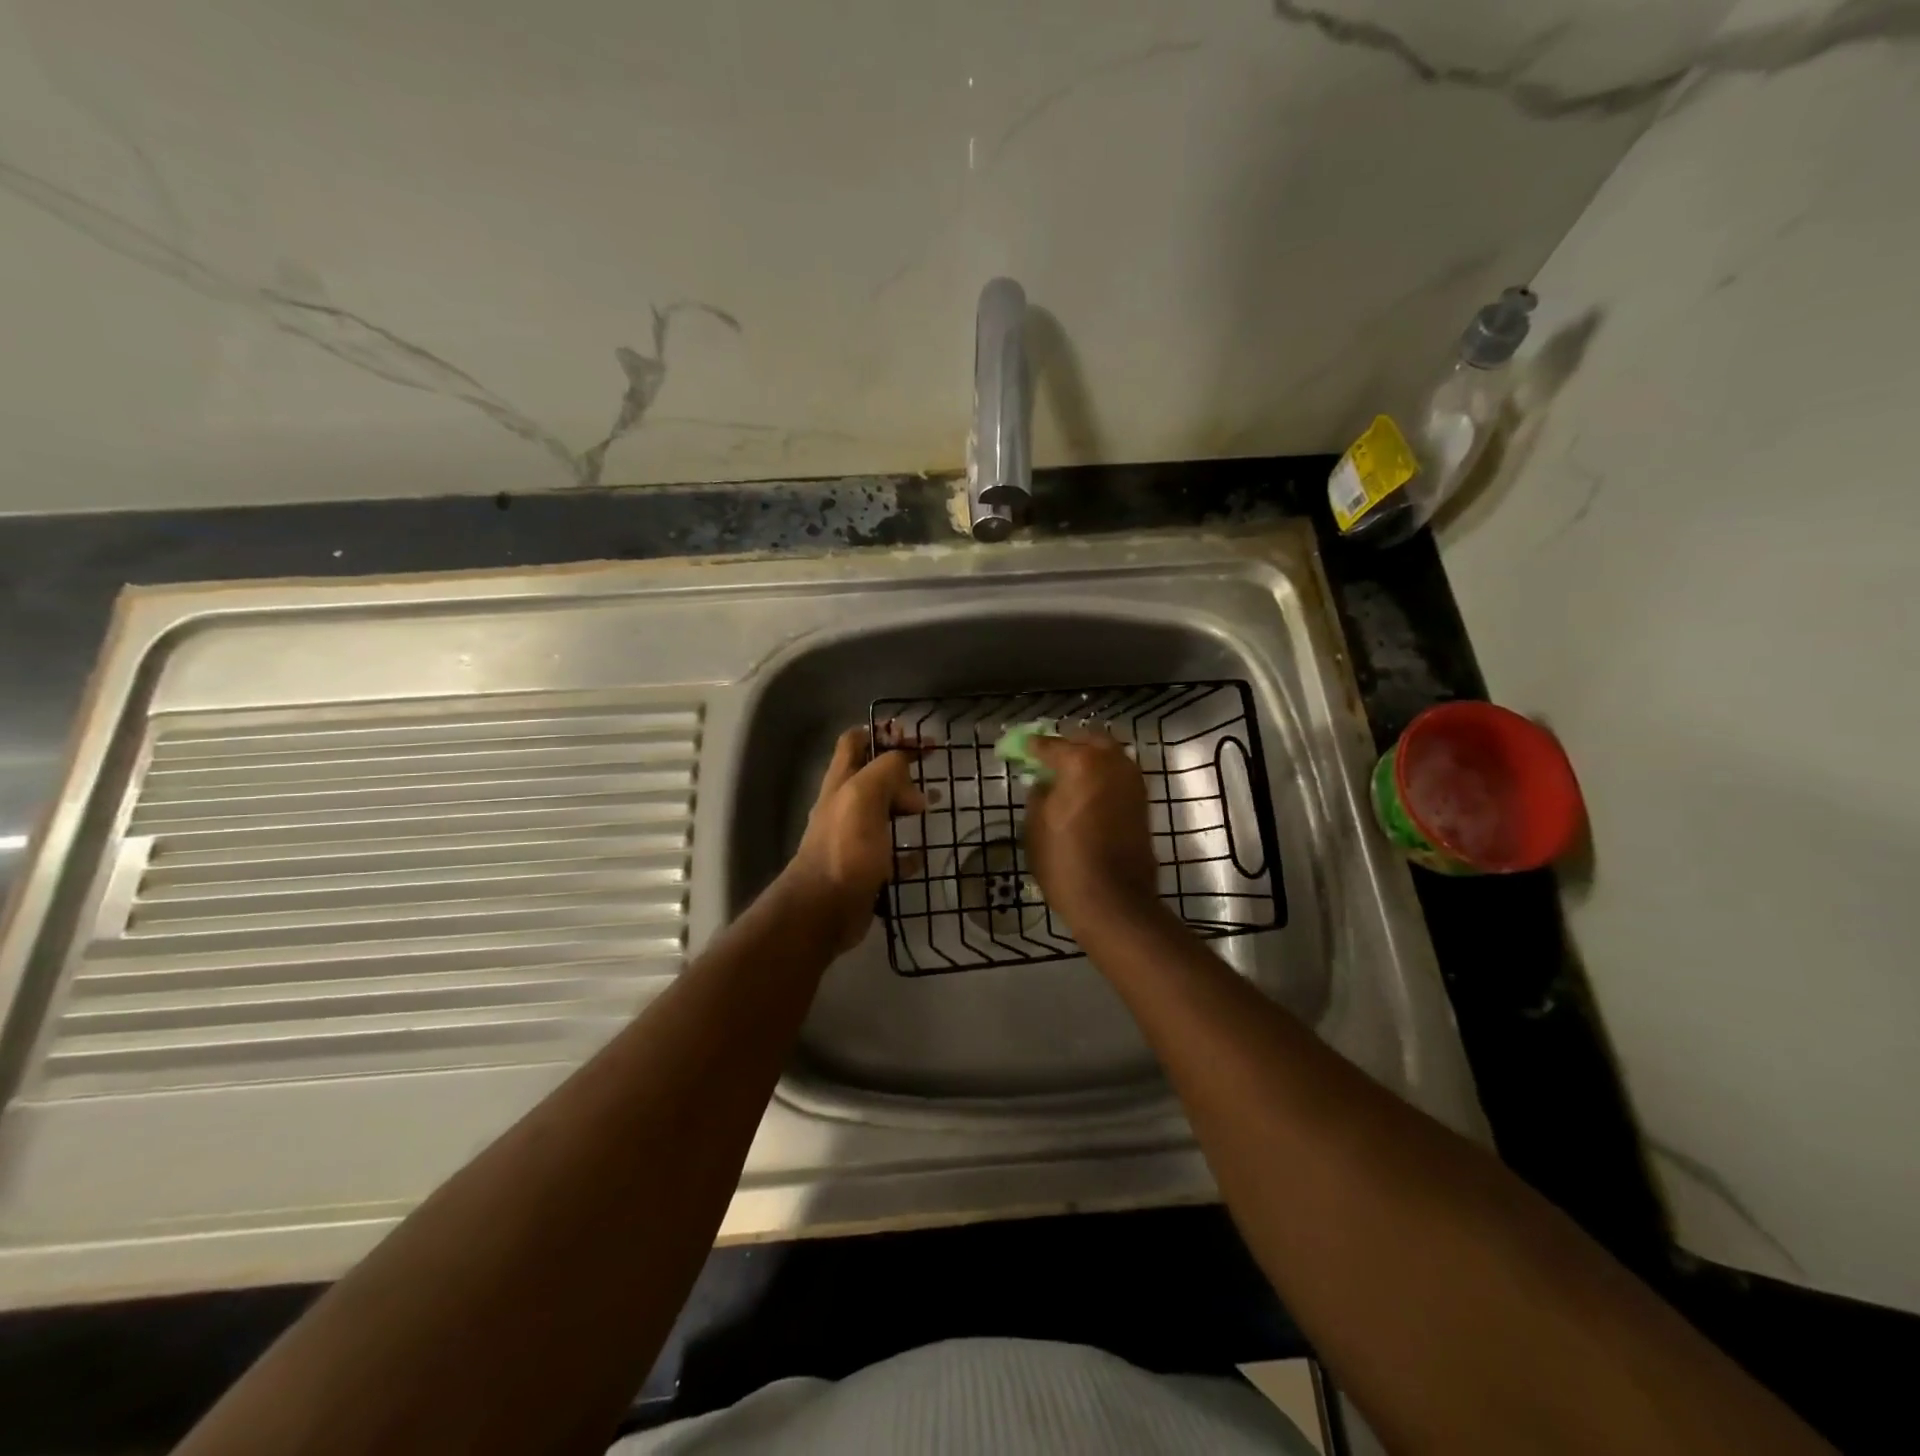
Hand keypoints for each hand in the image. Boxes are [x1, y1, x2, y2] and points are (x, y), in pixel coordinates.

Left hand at [779, 726, 925, 952]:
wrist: (825, 909)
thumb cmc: (845, 848)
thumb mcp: (864, 796)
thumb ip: (886, 772)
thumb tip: (909, 783)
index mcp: (842, 782)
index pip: (856, 740)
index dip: (883, 733)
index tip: (915, 738)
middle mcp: (845, 805)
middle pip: (873, 775)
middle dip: (901, 770)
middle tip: (930, 775)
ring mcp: (854, 838)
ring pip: (884, 811)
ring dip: (907, 806)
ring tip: (932, 807)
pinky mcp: (865, 868)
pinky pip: (891, 854)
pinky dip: (908, 852)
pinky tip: (923, 854)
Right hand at [1024, 732, 1162, 933]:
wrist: (1113, 901)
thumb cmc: (1065, 863)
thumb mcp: (1035, 827)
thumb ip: (1038, 795)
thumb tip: (1044, 783)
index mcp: (1081, 762)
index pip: (1050, 745)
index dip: (1031, 747)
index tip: (1020, 749)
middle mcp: (1111, 762)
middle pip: (1087, 739)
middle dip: (1068, 744)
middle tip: (1049, 757)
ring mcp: (1132, 781)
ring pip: (1109, 754)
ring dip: (1090, 757)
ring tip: (1069, 774)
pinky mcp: (1142, 802)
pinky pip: (1119, 775)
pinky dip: (1104, 775)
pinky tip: (1088, 790)